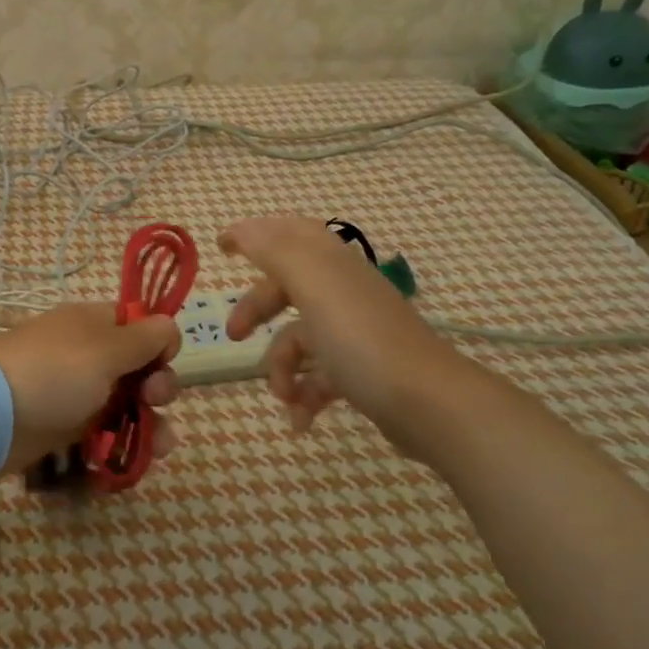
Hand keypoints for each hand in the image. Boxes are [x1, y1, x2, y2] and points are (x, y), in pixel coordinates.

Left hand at [0, 303, 181, 475]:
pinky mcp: (67, 427)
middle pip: (139, 368)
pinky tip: (140, 459)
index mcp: (95, 324)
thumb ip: (145, 339)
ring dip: (151, 423)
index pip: (139, 325)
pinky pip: (106, 432)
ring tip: (161, 447)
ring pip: (127, 405)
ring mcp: (77, 391)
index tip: (164, 360)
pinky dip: (124, 443)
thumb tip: (168, 325)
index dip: (159, 342)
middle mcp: (89, 354)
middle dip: (158, 387)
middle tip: (152, 399)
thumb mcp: (106, 350)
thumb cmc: (55, 372)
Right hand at [221, 216, 459, 438]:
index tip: (221, 246)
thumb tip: (244, 228)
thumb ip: (276, 251)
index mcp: (331, 265)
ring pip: (300, 340)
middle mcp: (344, 292)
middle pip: (288, 290)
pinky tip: (302, 420)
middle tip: (233, 335)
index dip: (256, 234)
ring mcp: (355, 332)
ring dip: (282, 369)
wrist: (428, 404)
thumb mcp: (313, 287)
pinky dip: (305, 396)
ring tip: (283, 397)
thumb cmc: (361, 341)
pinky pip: (319, 375)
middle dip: (256, 311)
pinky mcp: (363, 370)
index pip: (290, 235)